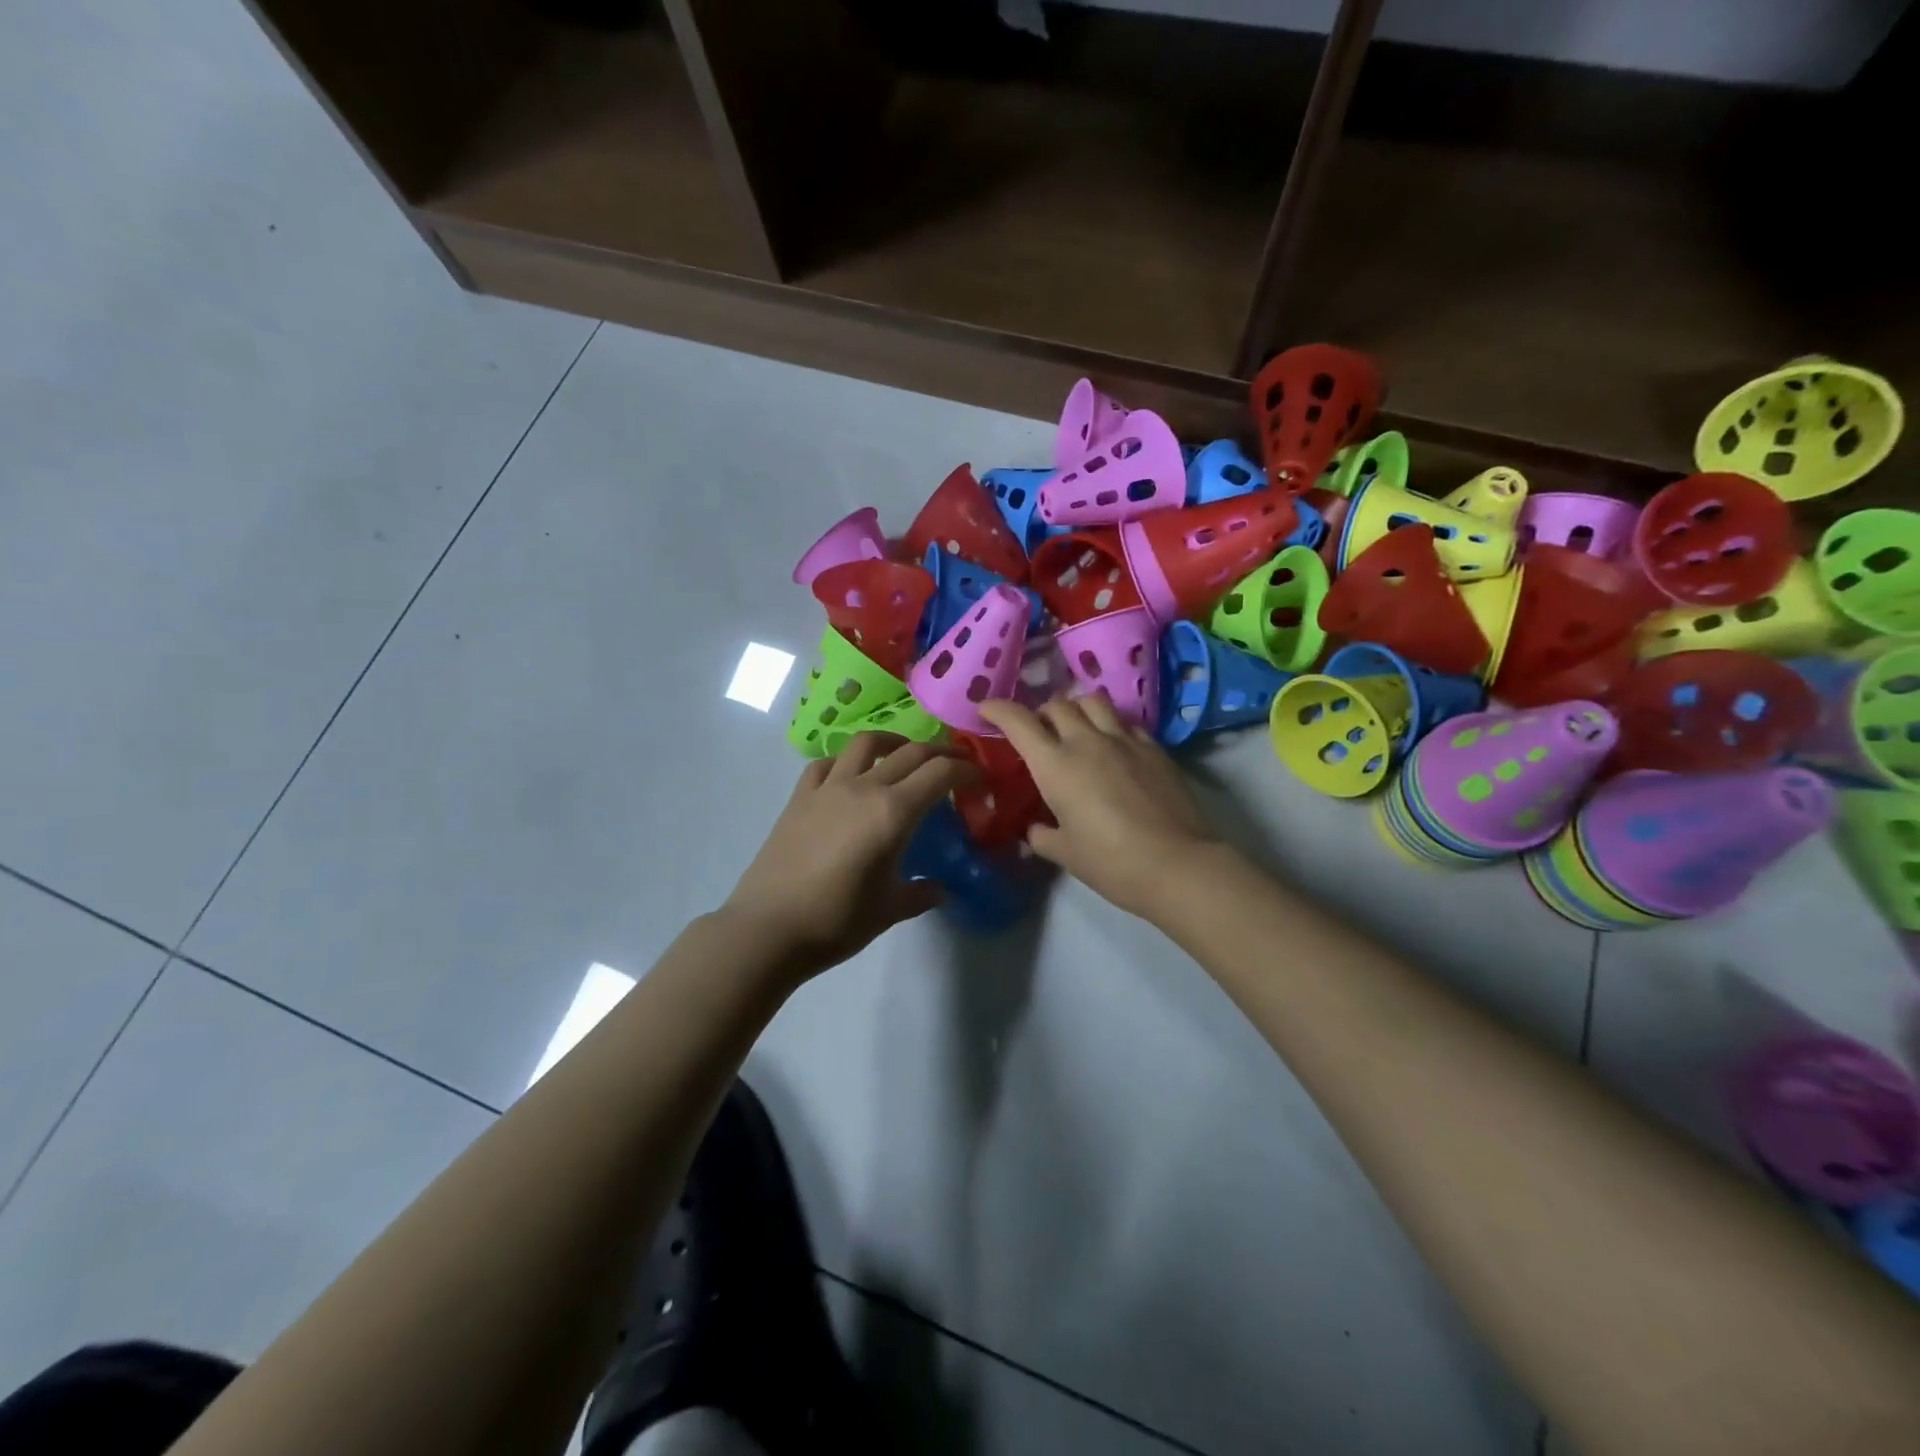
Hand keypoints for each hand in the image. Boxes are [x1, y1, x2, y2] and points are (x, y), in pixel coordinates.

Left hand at [724, 736, 976, 975]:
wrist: (768, 929)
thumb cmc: (837, 922)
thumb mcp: (890, 910)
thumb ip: (921, 894)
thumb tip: (940, 888)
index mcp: (893, 812)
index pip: (941, 773)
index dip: (967, 771)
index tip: (981, 780)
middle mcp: (863, 788)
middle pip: (911, 752)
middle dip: (942, 753)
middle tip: (957, 765)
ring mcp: (827, 788)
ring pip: (866, 743)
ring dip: (894, 741)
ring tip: (905, 755)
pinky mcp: (799, 797)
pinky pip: (825, 763)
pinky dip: (845, 761)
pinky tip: (850, 776)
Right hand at [977, 695, 1221, 921]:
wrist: (1177, 864)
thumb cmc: (1111, 862)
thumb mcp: (1065, 853)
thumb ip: (1042, 836)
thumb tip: (1034, 830)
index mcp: (1055, 765)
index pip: (1018, 721)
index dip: (997, 709)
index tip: (986, 709)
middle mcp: (1087, 741)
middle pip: (1056, 704)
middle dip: (1040, 713)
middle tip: (1038, 733)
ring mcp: (1124, 740)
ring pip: (1093, 701)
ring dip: (1076, 709)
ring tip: (1076, 729)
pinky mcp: (1154, 747)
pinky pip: (1125, 721)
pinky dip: (1111, 725)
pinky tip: (1113, 747)